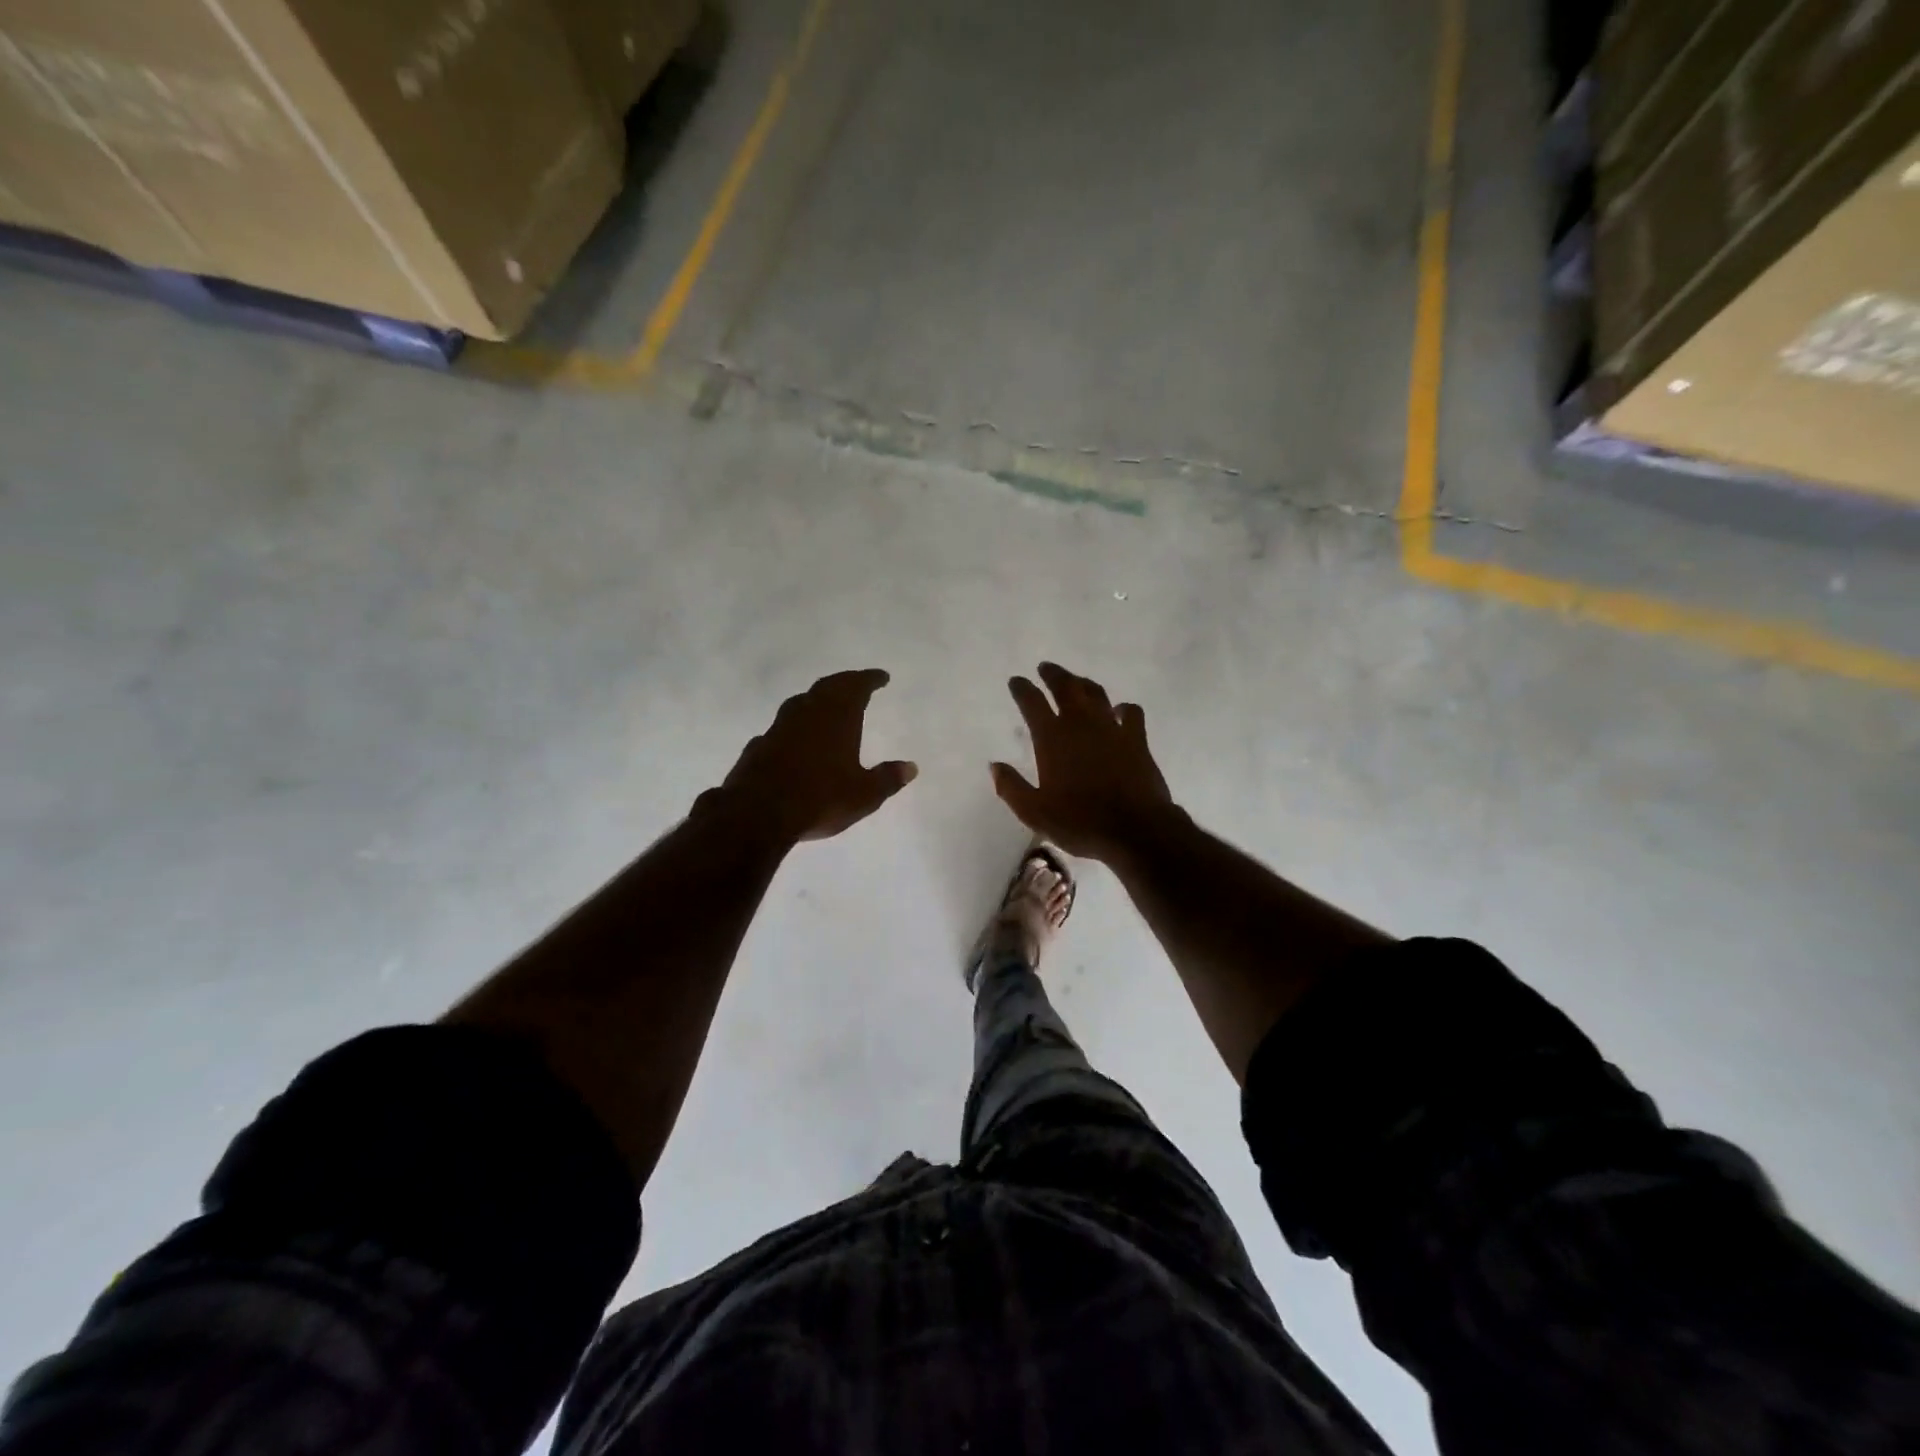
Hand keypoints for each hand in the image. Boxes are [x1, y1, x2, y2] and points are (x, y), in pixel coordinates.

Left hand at [707, 669, 917, 847]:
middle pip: (828, 687)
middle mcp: (808, 713)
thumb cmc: (821, 798)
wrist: (758, 812)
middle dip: (845, 682)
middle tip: (857, 683)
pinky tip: (795, 738)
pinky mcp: (759, 745)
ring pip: (801, 702)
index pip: (857, 686)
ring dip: (817, 699)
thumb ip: (887, 779)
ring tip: (827, 705)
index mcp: (838, 716)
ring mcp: (779, 727)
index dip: (870, 679)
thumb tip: (911, 768)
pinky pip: (782, 726)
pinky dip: (795, 725)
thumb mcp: (864, 794)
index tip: (881, 676)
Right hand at [991, 662, 1174, 862]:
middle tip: (1045, 668)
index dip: (1022, 689)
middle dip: (1053, 675)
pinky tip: (1119, 710)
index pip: (1032, 703)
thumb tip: (995, 766)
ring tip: (1076, 681)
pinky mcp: (1137, 739)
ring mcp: (1111, 728)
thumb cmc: (1080, 822)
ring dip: (1082, 683)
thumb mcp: (1035, 813)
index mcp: (1052, 738)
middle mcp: (1080, 724)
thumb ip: (1011, 787)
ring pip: (1095, 694)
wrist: (1135, 829)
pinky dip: (1123, 708)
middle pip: (1065, 687)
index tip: (1016, 681)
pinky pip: (1130, 712)